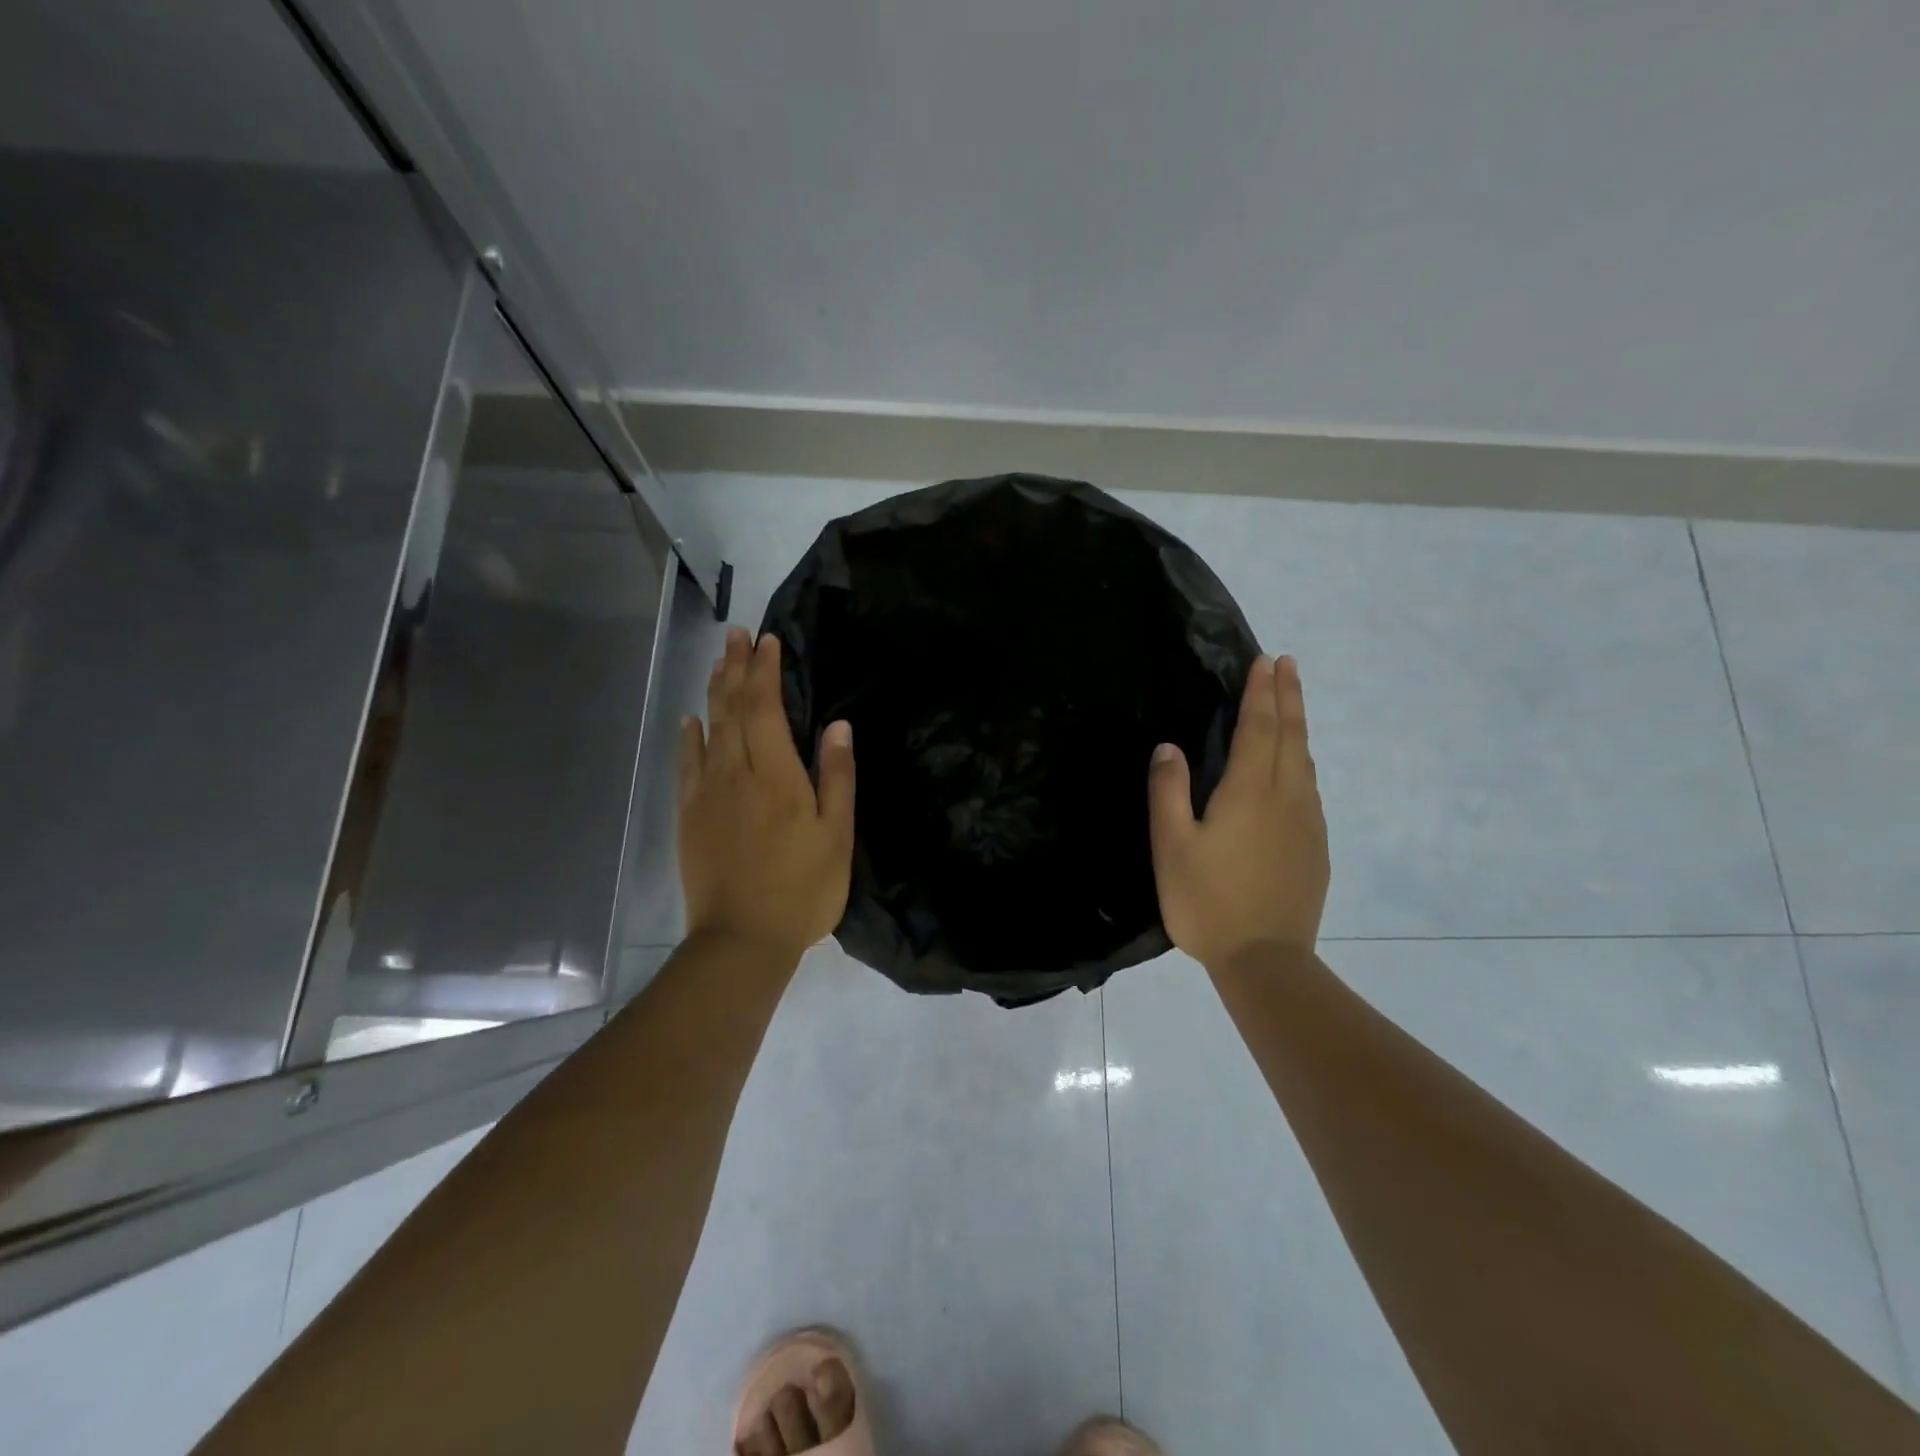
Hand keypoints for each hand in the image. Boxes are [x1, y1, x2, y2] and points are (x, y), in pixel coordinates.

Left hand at [678, 627, 854, 963]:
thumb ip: (837, 777)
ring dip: (714, 691)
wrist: (741, 940)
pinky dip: (689, 737)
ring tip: (719, 661)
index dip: (767, 672)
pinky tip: (690, 720)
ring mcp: (707, 794)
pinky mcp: (690, 816)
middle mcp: (736, 774)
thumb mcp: (836, 836)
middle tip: (737, 634)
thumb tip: (837, 725)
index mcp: (776, 776)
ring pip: (709, 730)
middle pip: (732, 710)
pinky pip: (687, 765)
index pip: (766, 709)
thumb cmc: (802, 890)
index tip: (769, 641)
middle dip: (736, 668)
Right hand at [1147, 654, 1329, 967]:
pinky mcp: (1315, 848)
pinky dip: (1302, 762)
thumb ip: (1168, 792)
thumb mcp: (1172, 847)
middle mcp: (1286, 798)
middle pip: (1291, 736)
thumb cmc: (1208, 901)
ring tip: (1291, 704)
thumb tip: (1170, 747)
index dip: (1261, 692)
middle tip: (1287, 664)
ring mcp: (1307, 823)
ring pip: (1305, 761)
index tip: (1265, 660)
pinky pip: (1310, 789)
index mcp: (1250, 792)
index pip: (1260, 728)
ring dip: (1298, 726)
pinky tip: (1296, 769)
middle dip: (1288, 696)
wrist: (1266, 961)